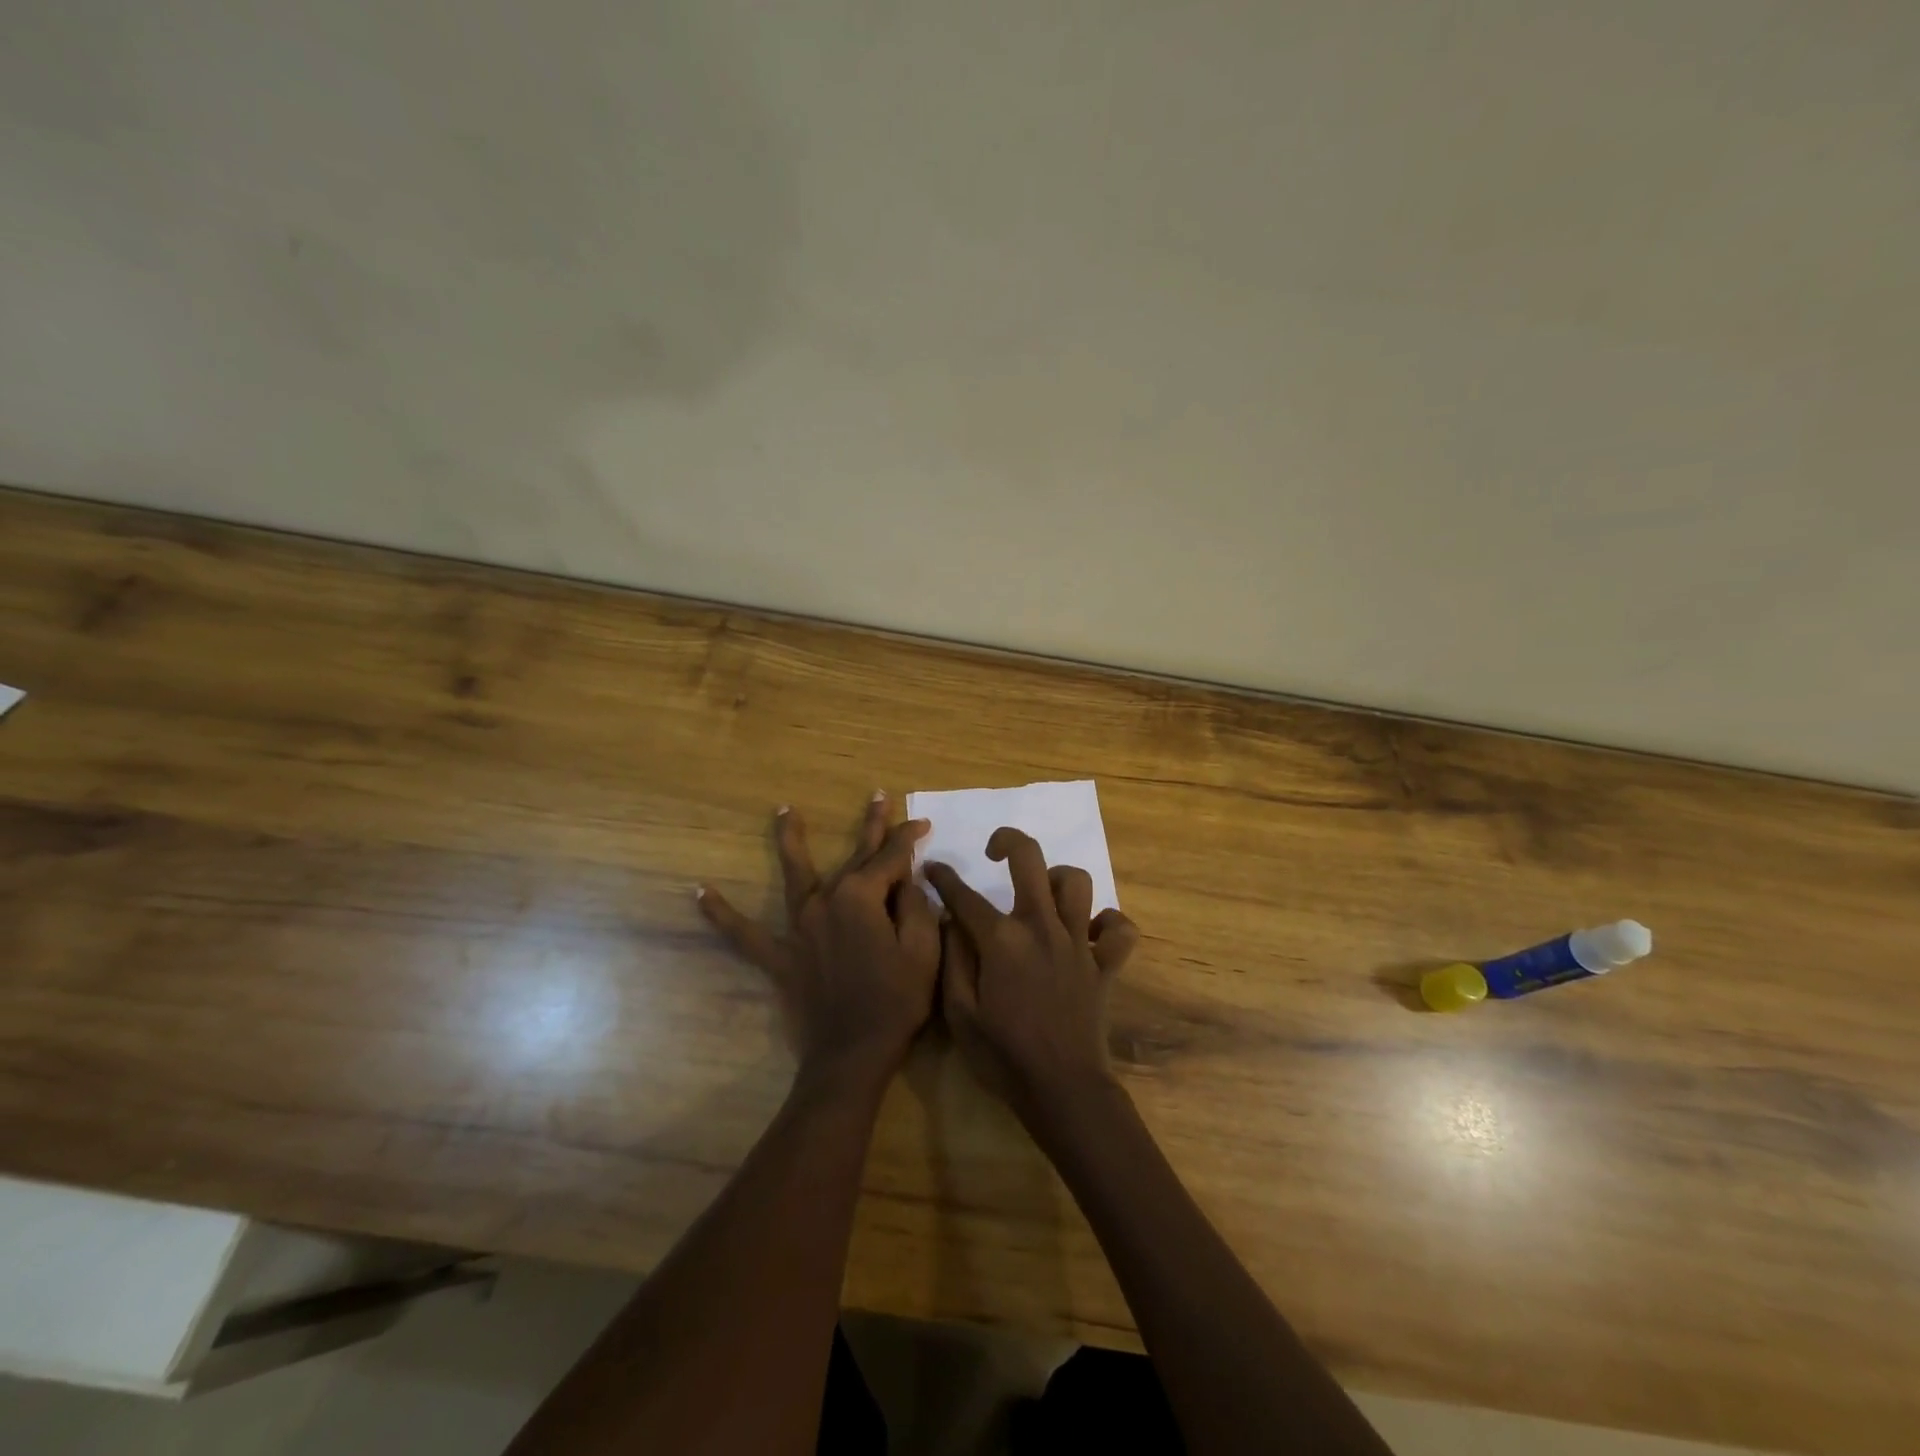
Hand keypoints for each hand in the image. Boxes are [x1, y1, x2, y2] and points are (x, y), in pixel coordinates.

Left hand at [699, 794, 939, 1090]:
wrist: (851, 1056)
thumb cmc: (896, 1003)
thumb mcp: (923, 952)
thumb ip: (917, 907)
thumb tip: (908, 881)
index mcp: (861, 898)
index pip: (891, 857)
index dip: (908, 839)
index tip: (922, 825)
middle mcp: (825, 901)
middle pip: (853, 857)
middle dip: (870, 826)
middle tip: (876, 796)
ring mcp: (798, 927)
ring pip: (795, 874)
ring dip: (791, 841)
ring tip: (784, 811)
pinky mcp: (779, 955)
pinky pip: (744, 932)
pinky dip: (722, 914)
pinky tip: (698, 892)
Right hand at [926, 828, 1139, 1122]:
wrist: (1063, 1091)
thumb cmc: (1003, 1056)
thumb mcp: (959, 1014)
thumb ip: (952, 960)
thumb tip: (949, 921)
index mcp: (1002, 940)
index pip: (964, 895)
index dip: (944, 877)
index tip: (932, 868)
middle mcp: (1042, 927)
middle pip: (1030, 860)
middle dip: (1008, 841)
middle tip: (994, 852)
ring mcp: (1078, 943)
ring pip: (1077, 882)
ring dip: (1057, 879)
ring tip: (1042, 895)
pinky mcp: (1104, 964)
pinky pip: (1119, 929)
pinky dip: (1108, 923)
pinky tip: (1089, 932)